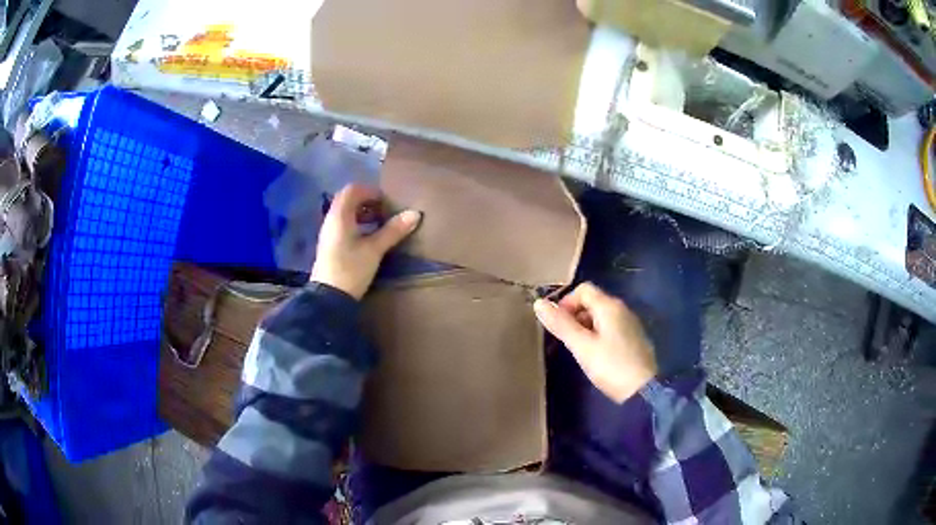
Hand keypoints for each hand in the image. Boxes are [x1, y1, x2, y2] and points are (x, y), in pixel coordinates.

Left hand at [311, 184, 420, 299]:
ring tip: (378, 225)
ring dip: (361, 214)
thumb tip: (415, 213)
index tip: (386, 202)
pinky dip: (355, 225)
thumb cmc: (351, 269)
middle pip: (347, 200)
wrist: (329, 299)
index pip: (352, 190)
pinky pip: (342, 226)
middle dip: (367, 202)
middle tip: (384, 212)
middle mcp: (330, 220)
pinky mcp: (329, 246)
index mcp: (339, 216)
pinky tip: (367, 239)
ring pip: (344, 214)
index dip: (370, 191)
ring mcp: (328, 234)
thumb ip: (393, 230)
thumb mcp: (374, 249)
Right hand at [534, 283, 656, 402]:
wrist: (643, 390)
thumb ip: (561, 324)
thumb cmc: (610, 365)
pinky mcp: (634, 339)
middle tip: (566, 340)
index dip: (566, 303)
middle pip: (592, 301)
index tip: (558, 325)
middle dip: (574, 316)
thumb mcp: (581, 346)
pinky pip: (610, 328)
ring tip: (578, 349)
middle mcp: (622, 309)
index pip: (583, 289)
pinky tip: (596, 355)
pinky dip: (598, 335)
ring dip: (585, 327)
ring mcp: (630, 324)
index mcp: (609, 306)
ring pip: (601, 316)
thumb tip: (538, 303)